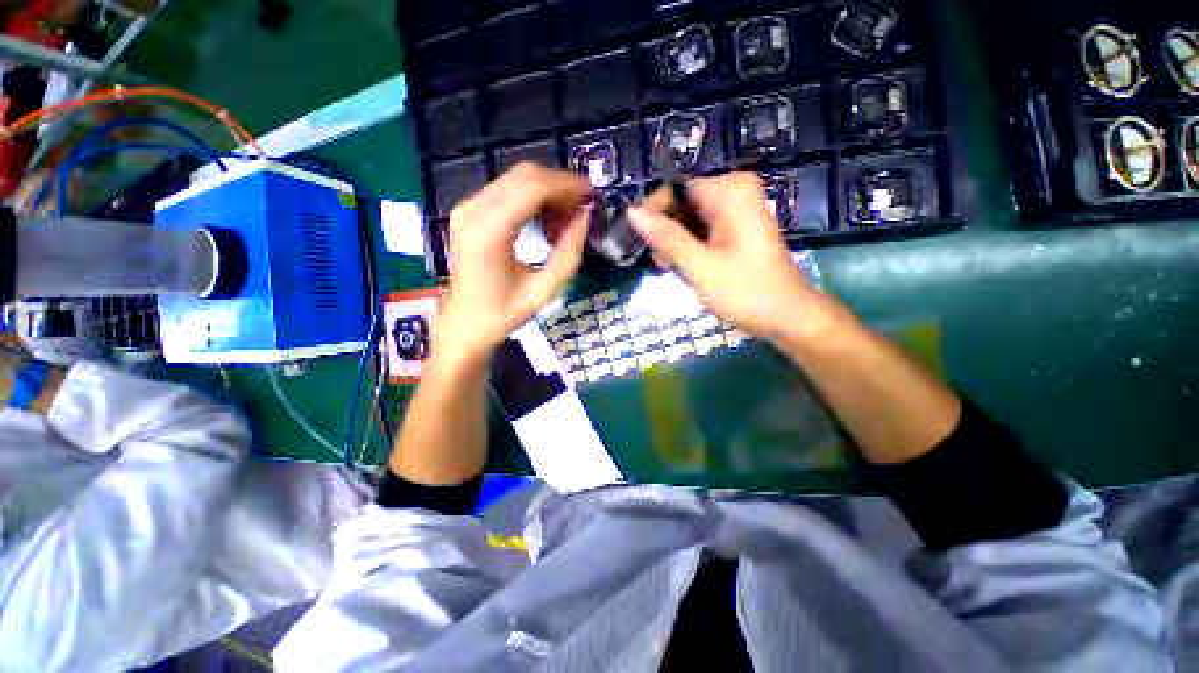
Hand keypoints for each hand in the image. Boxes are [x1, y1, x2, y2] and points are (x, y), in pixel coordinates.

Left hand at [437, 163, 590, 361]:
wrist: (463, 325)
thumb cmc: (502, 314)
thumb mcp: (543, 292)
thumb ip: (568, 255)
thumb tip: (586, 220)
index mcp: (489, 233)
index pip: (532, 188)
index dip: (567, 186)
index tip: (593, 195)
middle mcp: (473, 210)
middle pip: (524, 176)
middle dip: (560, 186)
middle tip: (583, 209)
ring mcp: (467, 208)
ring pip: (517, 180)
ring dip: (548, 193)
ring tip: (567, 221)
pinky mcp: (469, 211)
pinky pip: (507, 191)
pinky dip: (533, 199)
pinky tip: (546, 222)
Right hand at [628, 172, 827, 340]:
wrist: (787, 317)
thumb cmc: (745, 291)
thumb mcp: (700, 265)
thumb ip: (666, 237)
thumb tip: (631, 212)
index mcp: (730, 191)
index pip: (675, 189)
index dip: (654, 215)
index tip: (643, 245)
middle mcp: (733, 192)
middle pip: (681, 204)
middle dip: (666, 233)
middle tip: (662, 264)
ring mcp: (736, 211)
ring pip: (688, 220)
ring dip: (674, 244)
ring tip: (672, 269)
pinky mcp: (735, 229)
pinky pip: (700, 230)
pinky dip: (688, 248)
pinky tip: (685, 267)